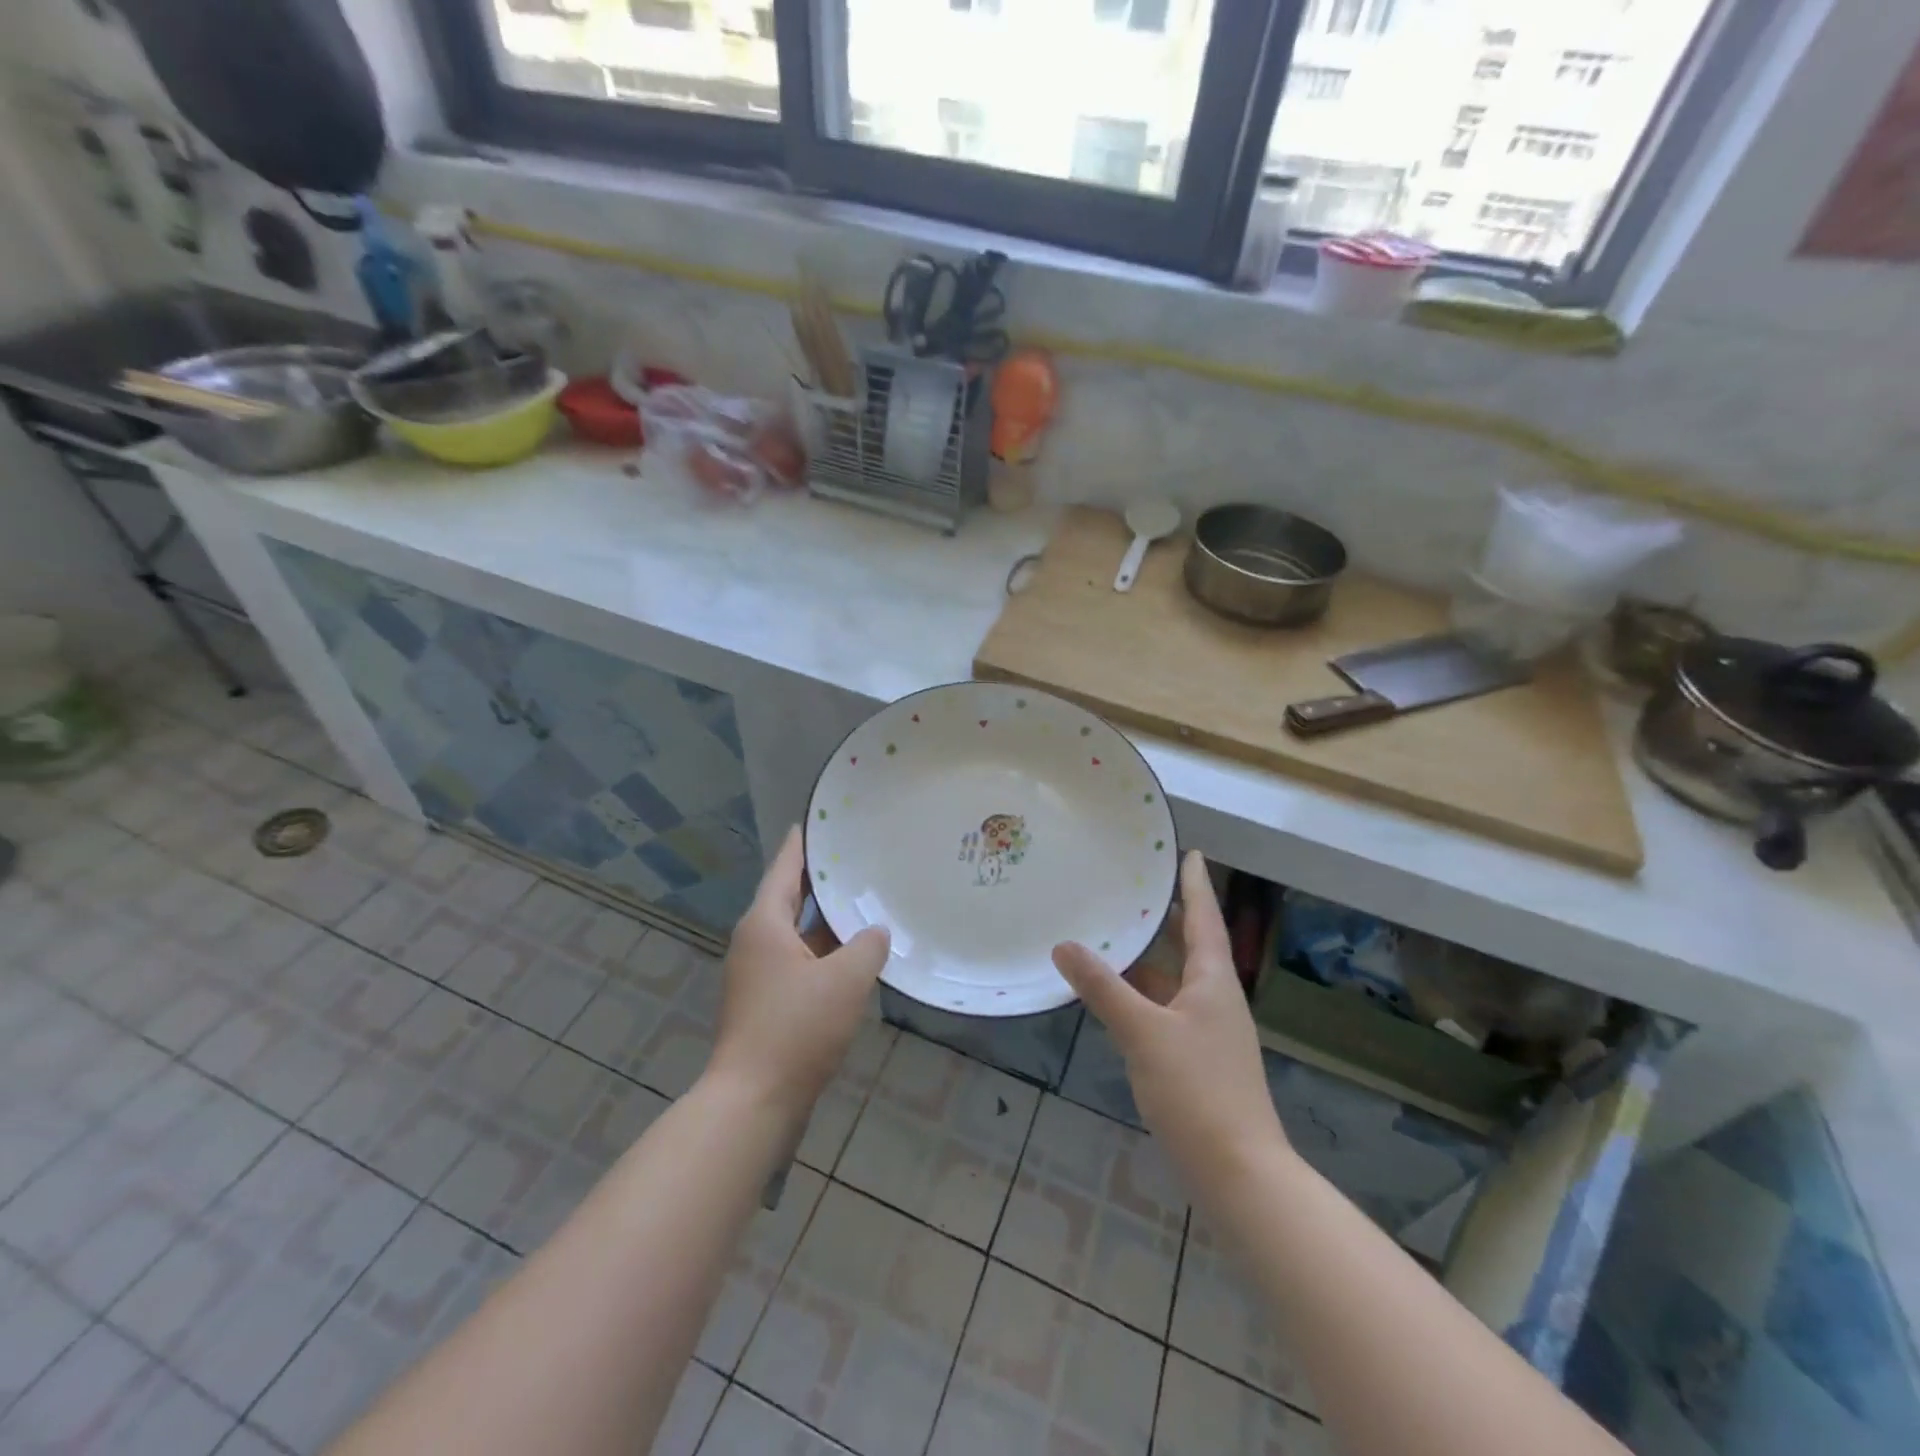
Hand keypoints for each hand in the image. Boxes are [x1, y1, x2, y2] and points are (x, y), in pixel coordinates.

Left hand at [706, 827, 890, 1117]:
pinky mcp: (766, 1002)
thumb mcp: (845, 980)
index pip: (785, 867)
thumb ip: (867, 946)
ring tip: (864, 899)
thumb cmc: (796, 1028)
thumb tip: (875, 931)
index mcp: (764, 923)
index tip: (821, 819)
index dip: (803, 842)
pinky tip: (855, 954)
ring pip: (797, 933)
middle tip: (856, 855)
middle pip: (789, 897)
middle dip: (821, 879)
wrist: (753, 1101)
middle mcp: (755, 941)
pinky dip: (824, 952)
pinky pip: (799, 961)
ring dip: (827, 920)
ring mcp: (758, 974)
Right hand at [1052, 851, 1284, 1182]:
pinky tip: (1117, 996)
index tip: (1189, 852)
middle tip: (1136, 885)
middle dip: (1168, 916)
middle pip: (1192, 946)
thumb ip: (1103, 988)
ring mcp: (1208, 1032)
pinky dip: (1144, 994)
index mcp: (1212, 982)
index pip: (1204, 919)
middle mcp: (1215, 1000)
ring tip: (1116, 932)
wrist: (1238, 1174)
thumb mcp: (1143, 1033)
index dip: (1195, 884)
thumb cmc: (1197, 1091)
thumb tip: (1065, 945)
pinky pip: (1167, 1009)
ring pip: (1176, 980)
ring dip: (1151, 957)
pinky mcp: (1197, 1061)